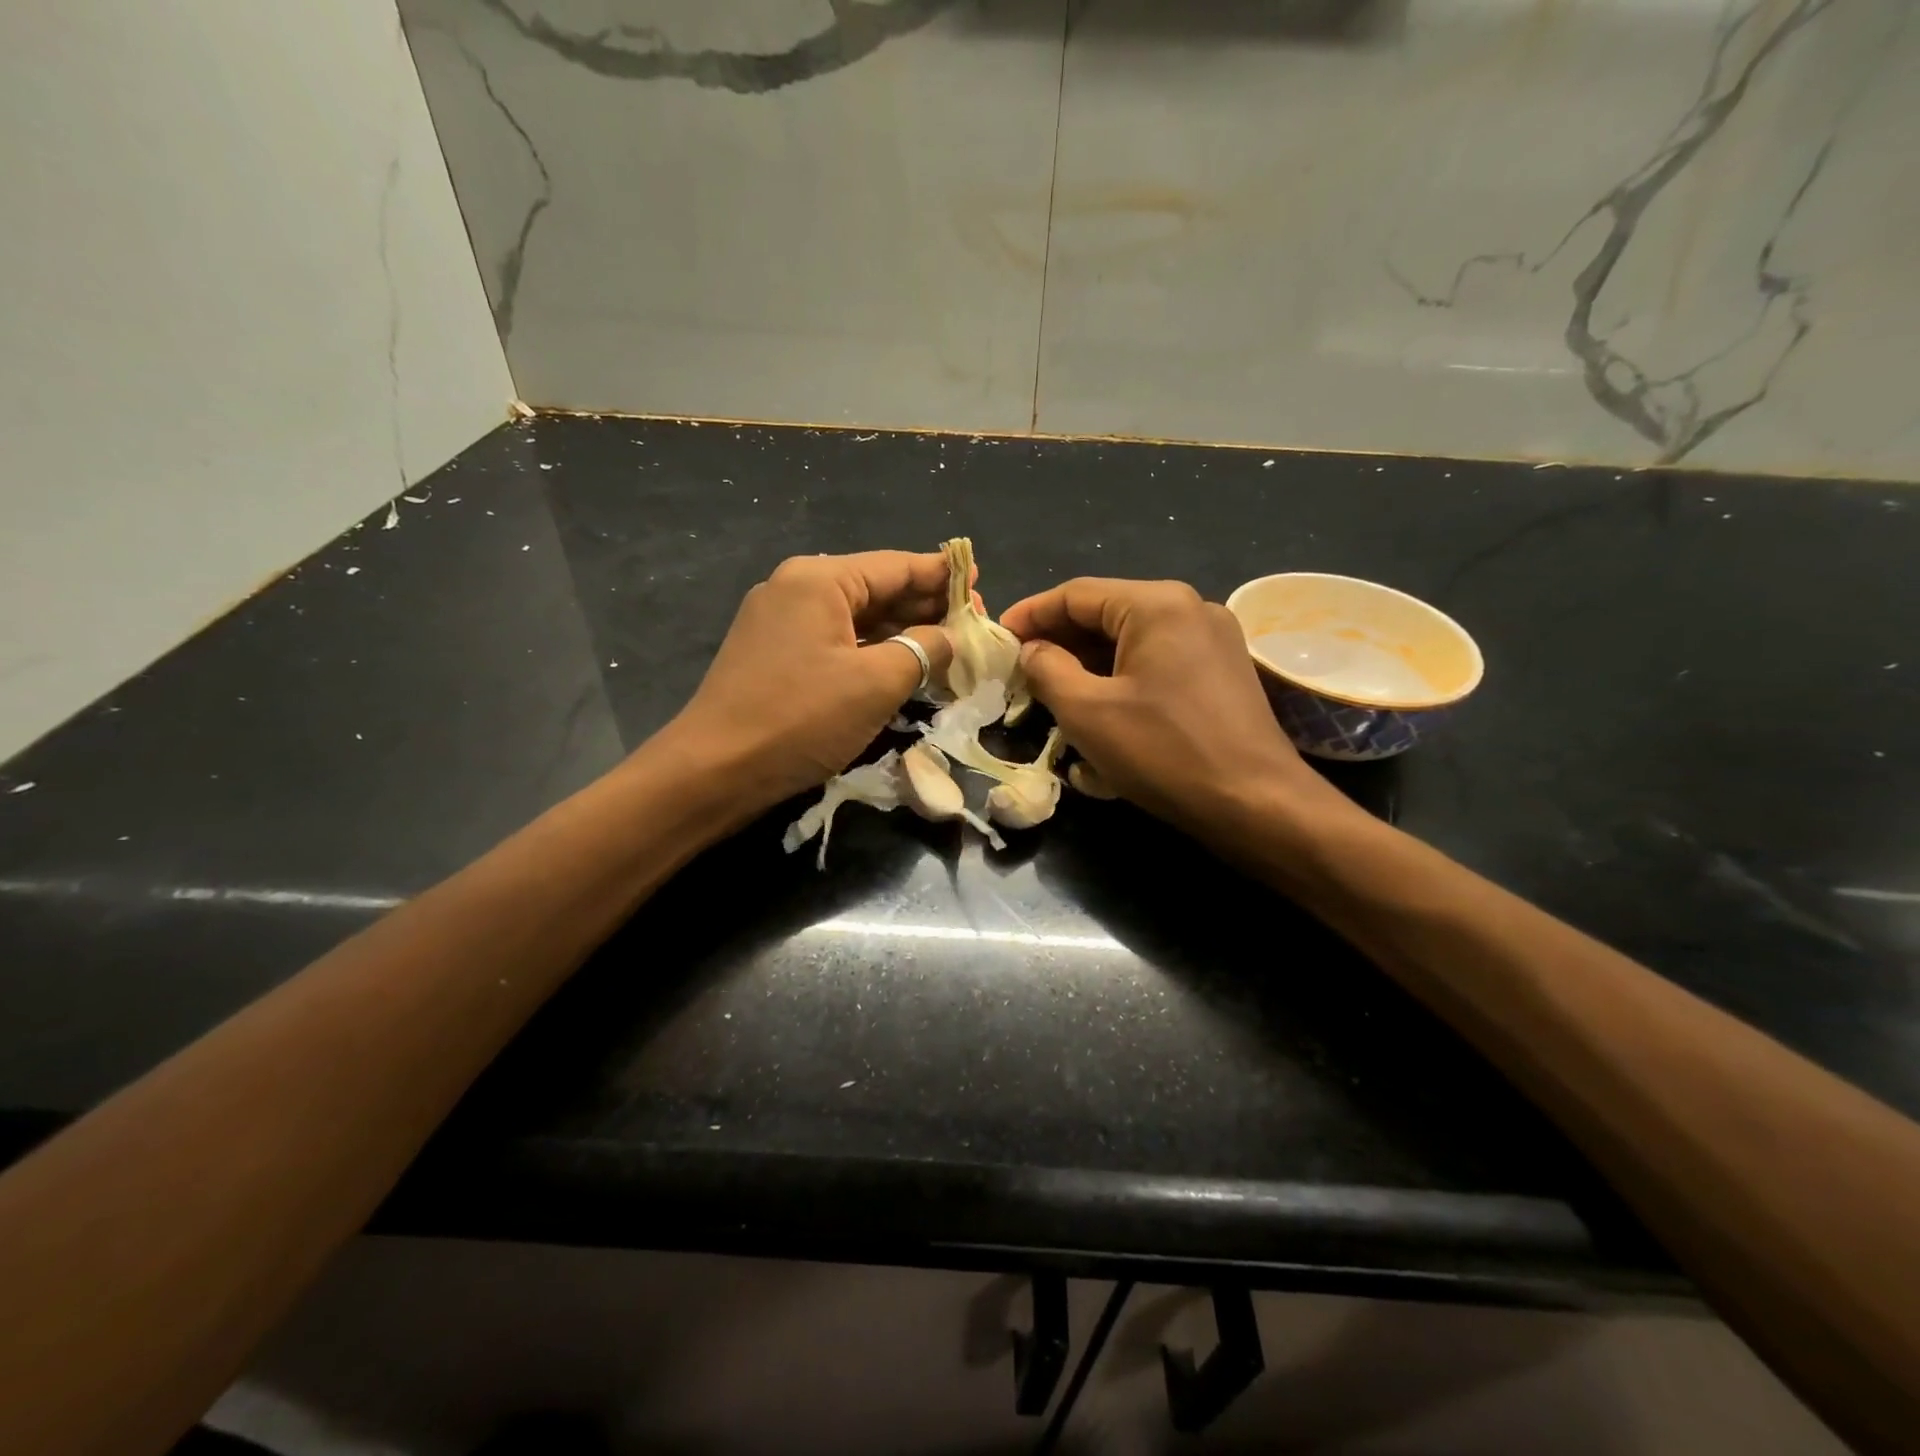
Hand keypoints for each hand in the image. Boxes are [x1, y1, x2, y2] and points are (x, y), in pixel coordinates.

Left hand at [654, 551, 955, 820]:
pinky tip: (901, 666)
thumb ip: (923, 649)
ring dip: (901, 632)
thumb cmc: (801, 718)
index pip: (896, 566)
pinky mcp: (774, 655)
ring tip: (947, 644)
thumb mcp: (877, 683)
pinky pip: (835, 642)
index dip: (942, 576)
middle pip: (876, 588)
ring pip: (856, 618)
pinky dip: (871, 651)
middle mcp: (796, 588)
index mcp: (819, 579)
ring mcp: (780, 622)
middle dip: (924, 606)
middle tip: (972, 622)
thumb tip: (949, 636)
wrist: (715, 770)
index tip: (980, 583)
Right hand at [1000, 578, 1350, 840]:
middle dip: (1059, 641)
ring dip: (1088, 663)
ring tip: (1051, 692)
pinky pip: (1158, 662)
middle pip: (1106, 613)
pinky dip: (1122, 677)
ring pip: (1132, 640)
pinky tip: (1099, 707)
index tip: (997, 639)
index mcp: (1157, 604)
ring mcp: (1213, 640)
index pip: (1076, 594)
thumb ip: (1047, 669)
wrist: (1256, 804)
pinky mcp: (1222, 672)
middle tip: (1019, 670)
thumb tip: (1031, 650)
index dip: (1030, 614)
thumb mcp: (1087, 712)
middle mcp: (1190, 608)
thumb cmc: (1163, 752)